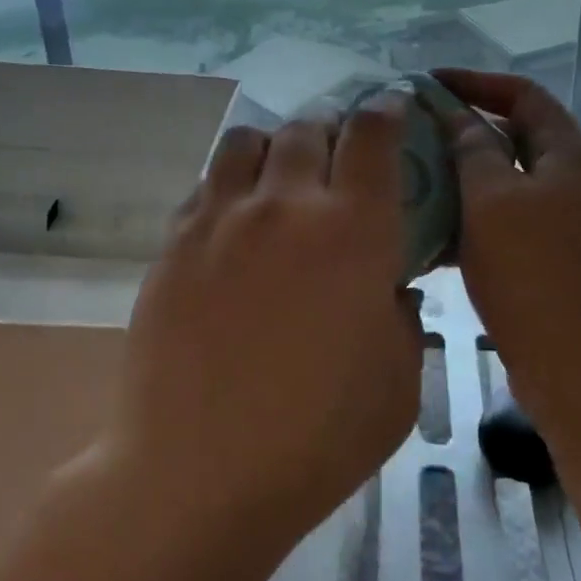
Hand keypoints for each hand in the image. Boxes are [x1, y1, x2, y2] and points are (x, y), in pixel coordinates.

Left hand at [104, 98, 423, 549]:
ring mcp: (222, 217)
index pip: (373, 134)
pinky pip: (208, 184)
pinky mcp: (176, 240)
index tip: (393, 107)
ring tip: (282, 177)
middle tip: (339, 155)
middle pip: (308, 126)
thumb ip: (405, 316)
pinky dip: (231, 184)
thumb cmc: (316, 438)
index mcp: (353, 229)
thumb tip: (390, 284)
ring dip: (275, 145)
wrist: (196, 473)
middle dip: (332, 128)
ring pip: (249, 140)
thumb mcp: (399, 382)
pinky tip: (236, 221)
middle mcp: (286, 204)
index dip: (387, 110)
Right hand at [431, 70, 580, 444]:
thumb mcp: (491, 201)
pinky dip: (486, 216)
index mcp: (576, 155)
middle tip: (418, 136)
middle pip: (522, 136)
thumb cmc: (534, 277)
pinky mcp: (573, 260)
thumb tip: (457, 114)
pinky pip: (522, 220)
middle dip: (468, 132)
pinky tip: (446, 235)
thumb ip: (472, 148)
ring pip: (518, 182)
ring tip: (423, 184)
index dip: (474, 81)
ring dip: (472, 178)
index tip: (426, 85)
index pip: (524, 93)